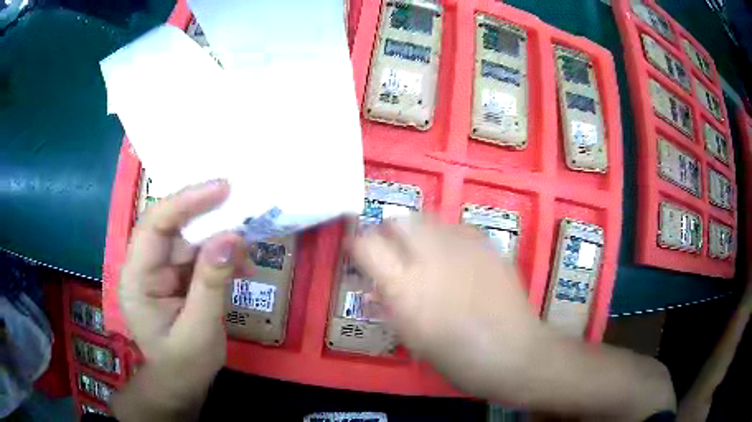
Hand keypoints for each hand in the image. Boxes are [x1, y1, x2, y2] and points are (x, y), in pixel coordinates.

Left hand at [118, 179, 252, 403]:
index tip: (221, 188)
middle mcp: (144, 266)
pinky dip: (222, 258)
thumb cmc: (184, 365)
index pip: (153, 226)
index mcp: (136, 279)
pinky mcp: (176, 276)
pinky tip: (243, 267)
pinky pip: (198, 256)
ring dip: (219, 239)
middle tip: (242, 206)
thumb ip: (211, 284)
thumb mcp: (200, 330)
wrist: (181, 385)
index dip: (185, 202)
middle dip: (206, 216)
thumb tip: (232, 238)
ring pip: (188, 239)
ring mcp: (160, 270)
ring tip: (249, 245)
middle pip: (172, 227)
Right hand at [351, 216, 543, 399]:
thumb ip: (391, 305)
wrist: (513, 352)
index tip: (359, 251)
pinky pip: (458, 229)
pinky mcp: (487, 245)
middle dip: (390, 230)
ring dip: (419, 232)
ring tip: (427, 253)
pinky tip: (457, 258)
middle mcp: (430, 258)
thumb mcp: (412, 337)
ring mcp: (462, 247)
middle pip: (398, 219)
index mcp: (405, 288)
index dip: (358, 244)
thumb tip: (376, 286)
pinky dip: (448, 238)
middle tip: (395, 250)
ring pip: (429, 218)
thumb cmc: (457, 358)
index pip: (366, 245)